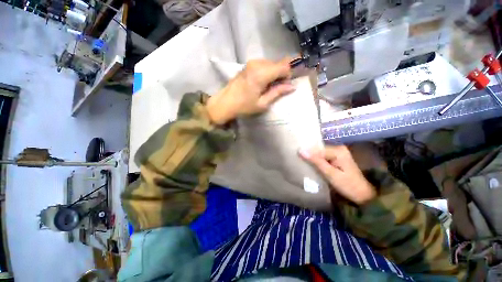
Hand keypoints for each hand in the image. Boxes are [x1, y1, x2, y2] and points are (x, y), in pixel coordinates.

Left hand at [206, 58, 294, 124]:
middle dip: (281, 75)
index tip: (284, 86)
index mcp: (261, 74)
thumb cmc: (244, 106)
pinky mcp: (247, 65)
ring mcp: (251, 63)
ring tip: (267, 87)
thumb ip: (277, 92)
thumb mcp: (262, 103)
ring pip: (271, 64)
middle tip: (276, 89)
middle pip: (278, 63)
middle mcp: (257, 63)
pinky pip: (263, 65)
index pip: (284, 66)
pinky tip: (261, 83)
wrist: (225, 103)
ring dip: (274, 73)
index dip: (288, 76)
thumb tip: (292, 86)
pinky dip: (267, 72)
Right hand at [299, 145, 375, 204]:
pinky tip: (312, 164)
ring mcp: (339, 153)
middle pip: (319, 150)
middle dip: (310, 155)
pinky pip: (324, 156)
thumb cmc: (347, 185)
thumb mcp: (330, 174)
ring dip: (313, 158)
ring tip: (302, 162)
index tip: (296, 157)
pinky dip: (317, 160)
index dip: (307, 153)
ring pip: (320, 153)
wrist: (362, 194)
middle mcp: (338, 148)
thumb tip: (301, 150)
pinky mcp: (338, 158)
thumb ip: (316, 161)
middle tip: (299, 160)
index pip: (317, 149)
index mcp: (338, 150)